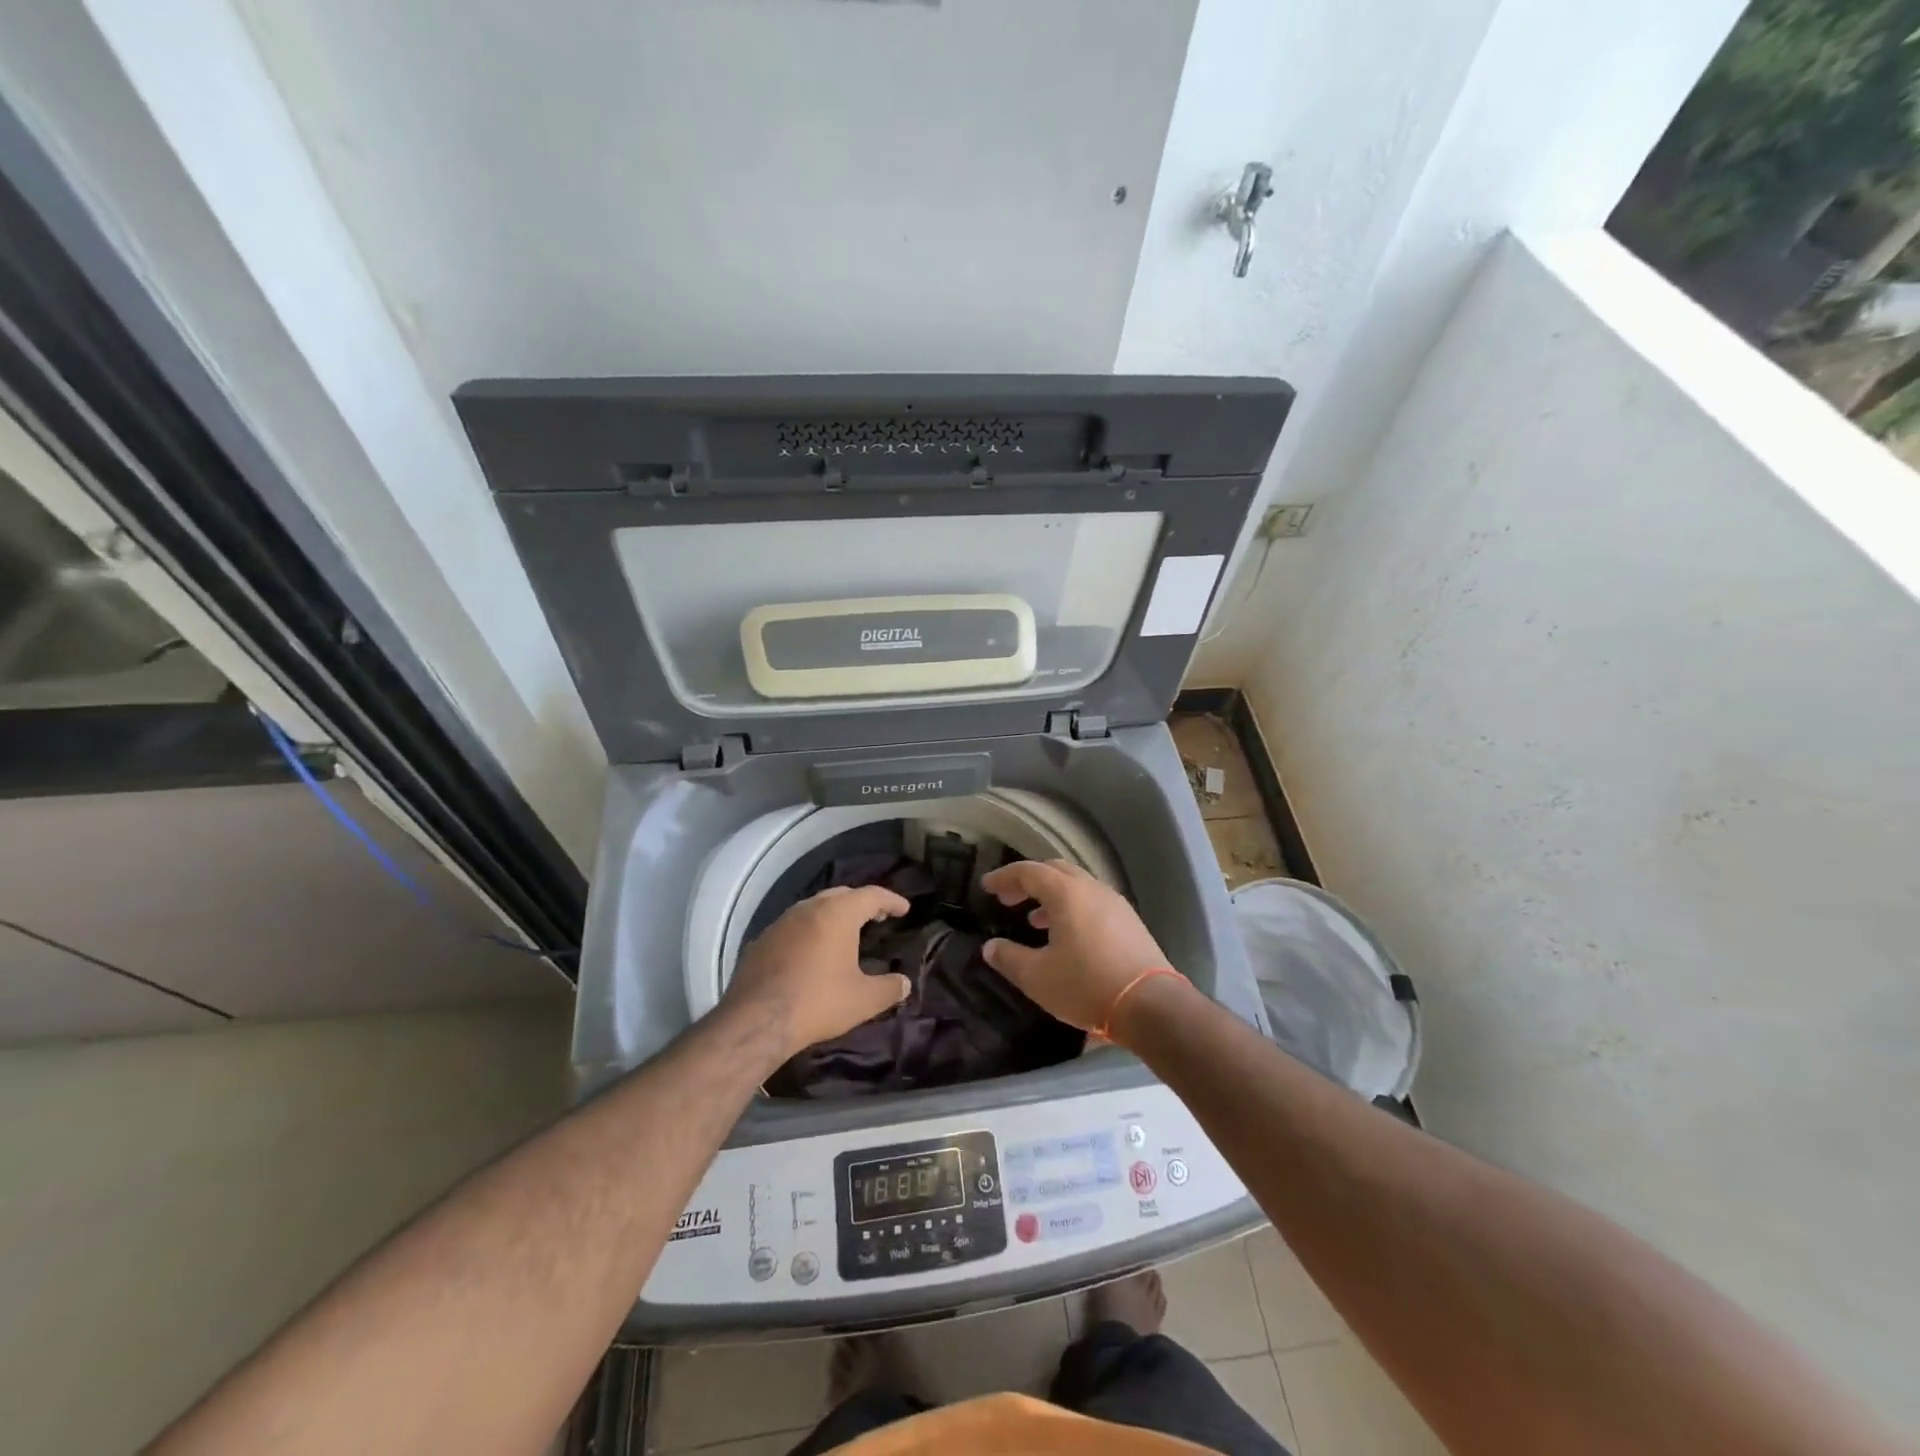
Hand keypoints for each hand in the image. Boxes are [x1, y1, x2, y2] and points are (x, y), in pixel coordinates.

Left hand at [721, 885, 912, 1059]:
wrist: (756, 1021)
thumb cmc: (818, 1002)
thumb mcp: (864, 1000)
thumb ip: (889, 988)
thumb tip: (904, 983)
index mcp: (838, 913)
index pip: (872, 895)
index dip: (891, 900)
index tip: (904, 909)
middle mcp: (809, 908)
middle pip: (841, 895)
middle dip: (862, 903)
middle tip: (878, 917)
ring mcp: (781, 922)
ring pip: (814, 907)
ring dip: (833, 915)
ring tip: (845, 933)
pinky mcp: (761, 940)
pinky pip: (793, 926)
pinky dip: (810, 931)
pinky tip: (811, 952)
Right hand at [978, 859, 1173, 1031]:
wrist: (1151, 1005)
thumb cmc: (1087, 986)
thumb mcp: (1038, 977)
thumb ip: (1009, 958)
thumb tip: (990, 947)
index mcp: (1066, 893)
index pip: (1029, 872)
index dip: (1004, 877)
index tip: (987, 886)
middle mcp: (1092, 889)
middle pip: (1055, 870)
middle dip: (1028, 881)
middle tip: (1008, 898)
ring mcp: (1115, 903)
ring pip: (1076, 886)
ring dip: (1051, 896)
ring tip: (1034, 919)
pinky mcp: (1129, 921)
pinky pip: (1092, 902)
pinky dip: (1072, 908)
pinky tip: (1067, 936)